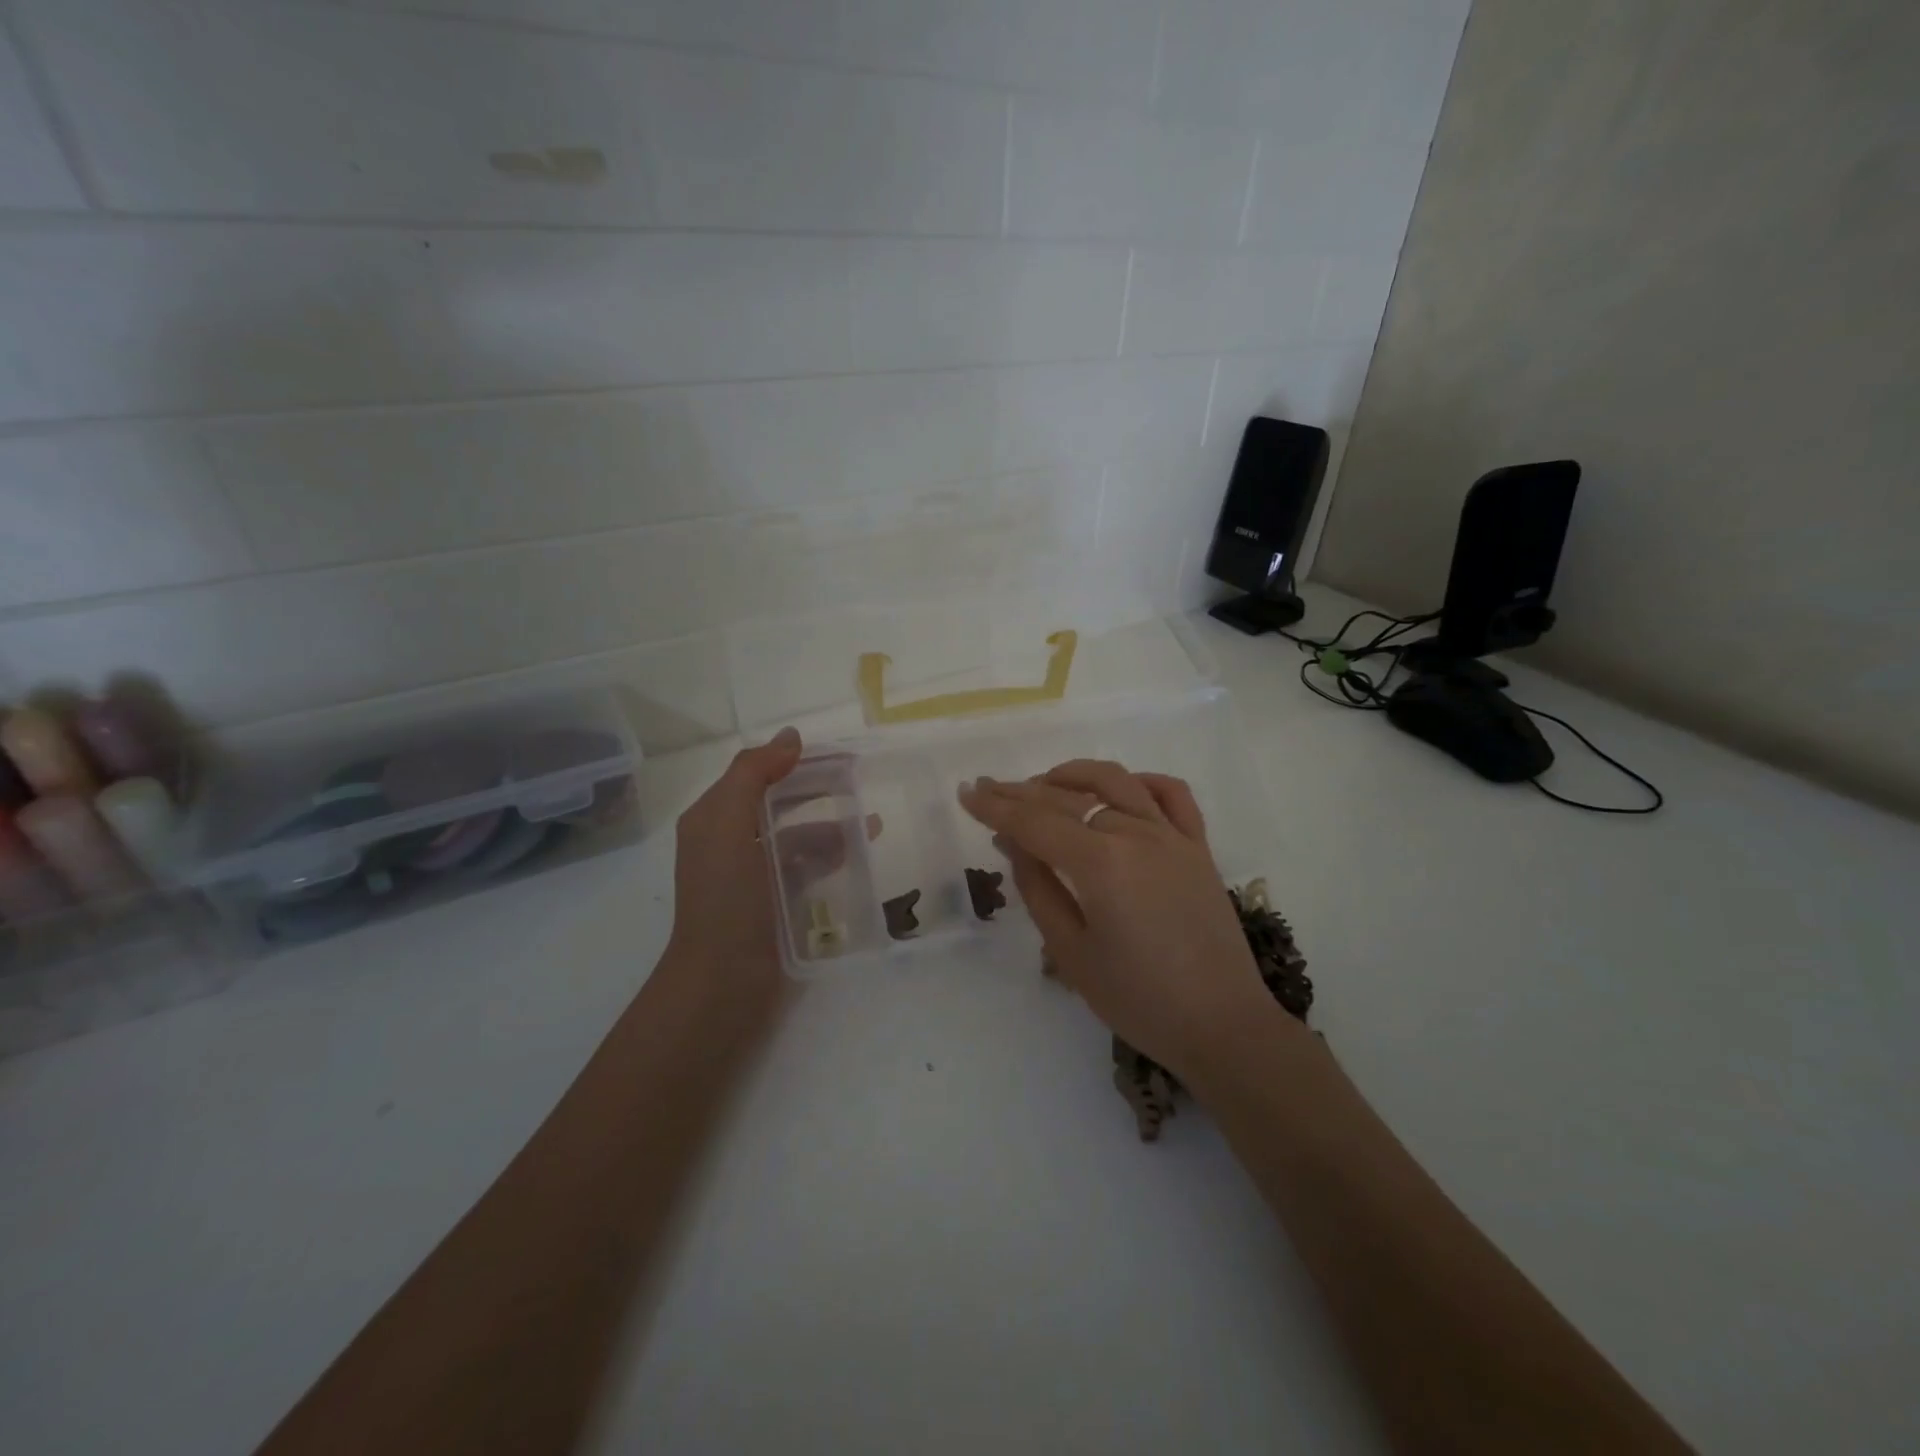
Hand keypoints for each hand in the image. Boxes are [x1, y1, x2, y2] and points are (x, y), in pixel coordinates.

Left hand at [663, 728, 872, 1017]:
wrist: (722, 984)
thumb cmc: (725, 899)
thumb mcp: (727, 825)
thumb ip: (753, 774)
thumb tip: (792, 737)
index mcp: (714, 818)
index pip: (757, 772)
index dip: (795, 759)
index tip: (840, 753)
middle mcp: (732, 841)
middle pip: (780, 801)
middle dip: (817, 786)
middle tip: (861, 778)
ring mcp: (756, 875)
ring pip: (798, 835)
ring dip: (832, 824)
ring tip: (872, 823)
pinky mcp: (778, 902)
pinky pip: (808, 867)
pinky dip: (832, 856)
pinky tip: (859, 854)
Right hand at [959, 760, 1290, 1085]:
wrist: (1222, 1025)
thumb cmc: (1137, 999)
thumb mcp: (1071, 952)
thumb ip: (1038, 888)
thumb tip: (1013, 842)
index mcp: (1100, 863)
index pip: (1034, 822)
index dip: (996, 807)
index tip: (967, 794)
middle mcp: (1135, 834)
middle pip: (1068, 797)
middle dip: (1022, 791)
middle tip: (990, 788)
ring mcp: (1172, 836)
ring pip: (1116, 781)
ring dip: (1074, 775)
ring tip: (1044, 784)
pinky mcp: (1198, 846)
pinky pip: (1171, 794)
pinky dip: (1140, 781)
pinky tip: (1119, 789)